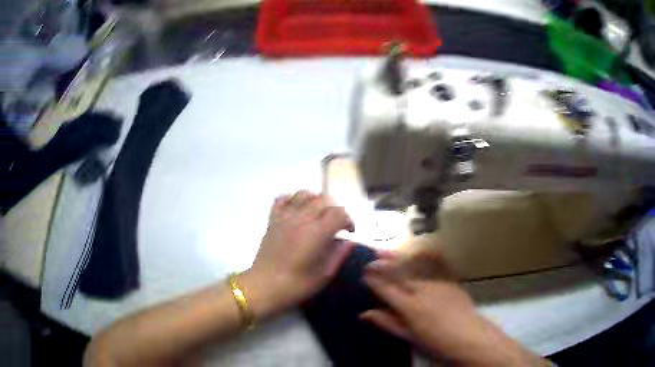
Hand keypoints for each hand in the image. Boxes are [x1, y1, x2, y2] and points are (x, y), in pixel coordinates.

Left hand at [241, 190, 354, 319]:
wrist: (264, 286)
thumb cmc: (297, 285)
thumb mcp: (324, 275)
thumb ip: (339, 255)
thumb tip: (349, 241)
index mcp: (317, 233)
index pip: (339, 212)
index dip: (348, 219)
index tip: (349, 232)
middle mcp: (302, 219)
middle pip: (324, 199)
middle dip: (335, 209)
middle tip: (336, 224)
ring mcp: (285, 217)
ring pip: (304, 194)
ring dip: (315, 200)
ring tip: (318, 215)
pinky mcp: (273, 219)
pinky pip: (282, 199)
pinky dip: (292, 199)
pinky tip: (297, 210)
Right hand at [360, 239, 547, 365]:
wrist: (470, 336)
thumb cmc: (436, 342)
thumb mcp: (409, 337)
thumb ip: (388, 323)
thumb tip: (364, 314)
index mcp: (408, 306)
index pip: (385, 289)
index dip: (373, 281)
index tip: (363, 274)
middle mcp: (421, 290)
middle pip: (399, 274)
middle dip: (384, 265)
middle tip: (372, 257)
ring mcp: (437, 283)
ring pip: (414, 268)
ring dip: (400, 260)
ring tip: (389, 252)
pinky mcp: (450, 281)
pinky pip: (433, 268)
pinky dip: (422, 260)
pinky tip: (418, 254)